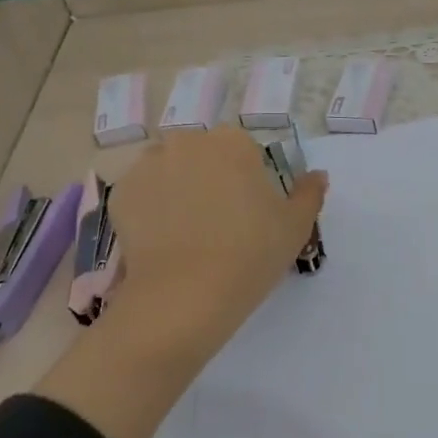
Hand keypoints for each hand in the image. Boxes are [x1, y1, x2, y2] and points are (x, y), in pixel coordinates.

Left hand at [107, 128, 328, 353]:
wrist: (185, 295)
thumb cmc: (250, 254)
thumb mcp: (295, 226)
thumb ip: (309, 193)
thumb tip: (317, 175)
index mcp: (232, 142)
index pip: (243, 151)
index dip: (247, 180)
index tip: (248, 212)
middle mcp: (186, 141)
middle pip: (202, 155)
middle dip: (209, 178)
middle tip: (218, 223)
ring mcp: (148, 165)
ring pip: (169, 170)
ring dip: (177, 188)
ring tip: (185, 232)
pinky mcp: (120, 193)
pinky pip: (141, 194)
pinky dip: (150, 208)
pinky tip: (161, 239)